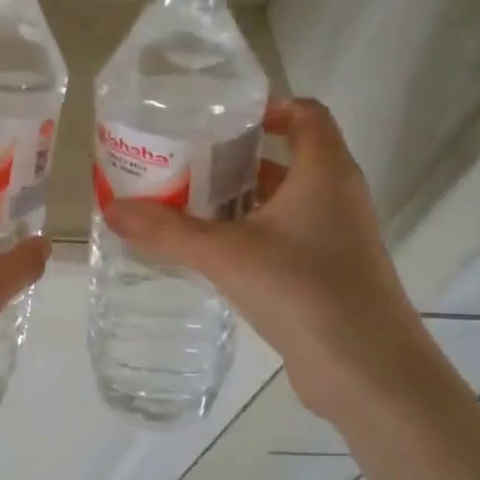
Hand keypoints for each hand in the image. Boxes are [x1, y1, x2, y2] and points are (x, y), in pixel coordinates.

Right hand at [102, 99, 436, 422]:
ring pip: (284, 201)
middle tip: (183, 163)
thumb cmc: (304, 290)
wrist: (369, 371)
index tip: (218, 121)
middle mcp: (337, 196)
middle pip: (287, 158)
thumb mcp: (225, 255)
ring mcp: (337, 237)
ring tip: (186, 205)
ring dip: (240, 200)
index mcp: (324, 172)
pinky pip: (287, 236)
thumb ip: (167, 230)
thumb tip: (110, 209)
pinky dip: (252, 234)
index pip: (306, 114)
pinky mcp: (330, 272)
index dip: (267, 108)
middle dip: (236, 158)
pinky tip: (212, 252)